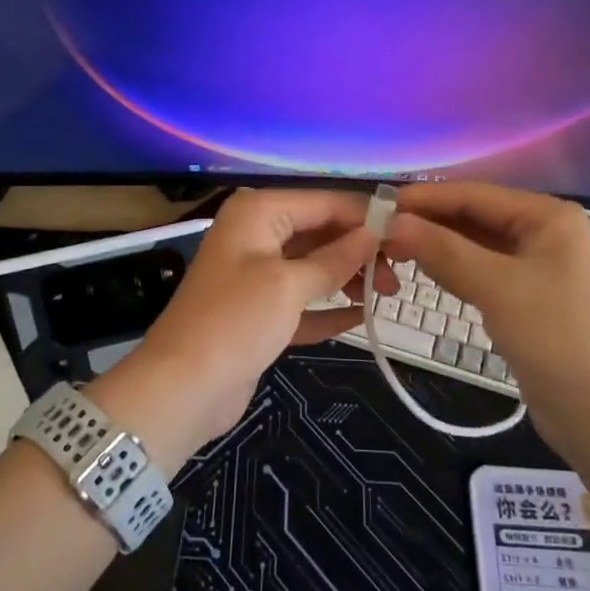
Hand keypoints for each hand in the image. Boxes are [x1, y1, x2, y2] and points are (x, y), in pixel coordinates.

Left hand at [93, 190, 395, 470]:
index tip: (407, 234)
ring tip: (387, 295)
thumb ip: (335, 258)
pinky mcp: (260, 314)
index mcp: (258, 213)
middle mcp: (257, 236)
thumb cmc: (236, 321)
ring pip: (313, 267)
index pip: (323, 202)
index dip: (365, 217)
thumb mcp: (289, 284)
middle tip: (399, 274)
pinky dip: (329, 309)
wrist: (182, 388)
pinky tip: (362, 317)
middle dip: (359, 250)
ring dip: (348, 279)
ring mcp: (257, 276)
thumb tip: (372, 233)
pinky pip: (303, 302)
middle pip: (319, 232)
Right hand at [381, 182, 589, 460]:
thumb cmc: (556, 337)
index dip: (424, 198)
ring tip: (391, 250)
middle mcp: (542, 233)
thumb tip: (392, 221)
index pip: (473, 194)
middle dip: (428, 223)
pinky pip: (480, 272)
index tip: (377, 205)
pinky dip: (452, 270)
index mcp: (546, 216)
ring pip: (474, 246)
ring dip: (436, 246)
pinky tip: (423, 272)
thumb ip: (443, 249)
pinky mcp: (526, 299)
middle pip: (473, 217)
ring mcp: (535, 267)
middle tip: (377, 234)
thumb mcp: (497, 287)